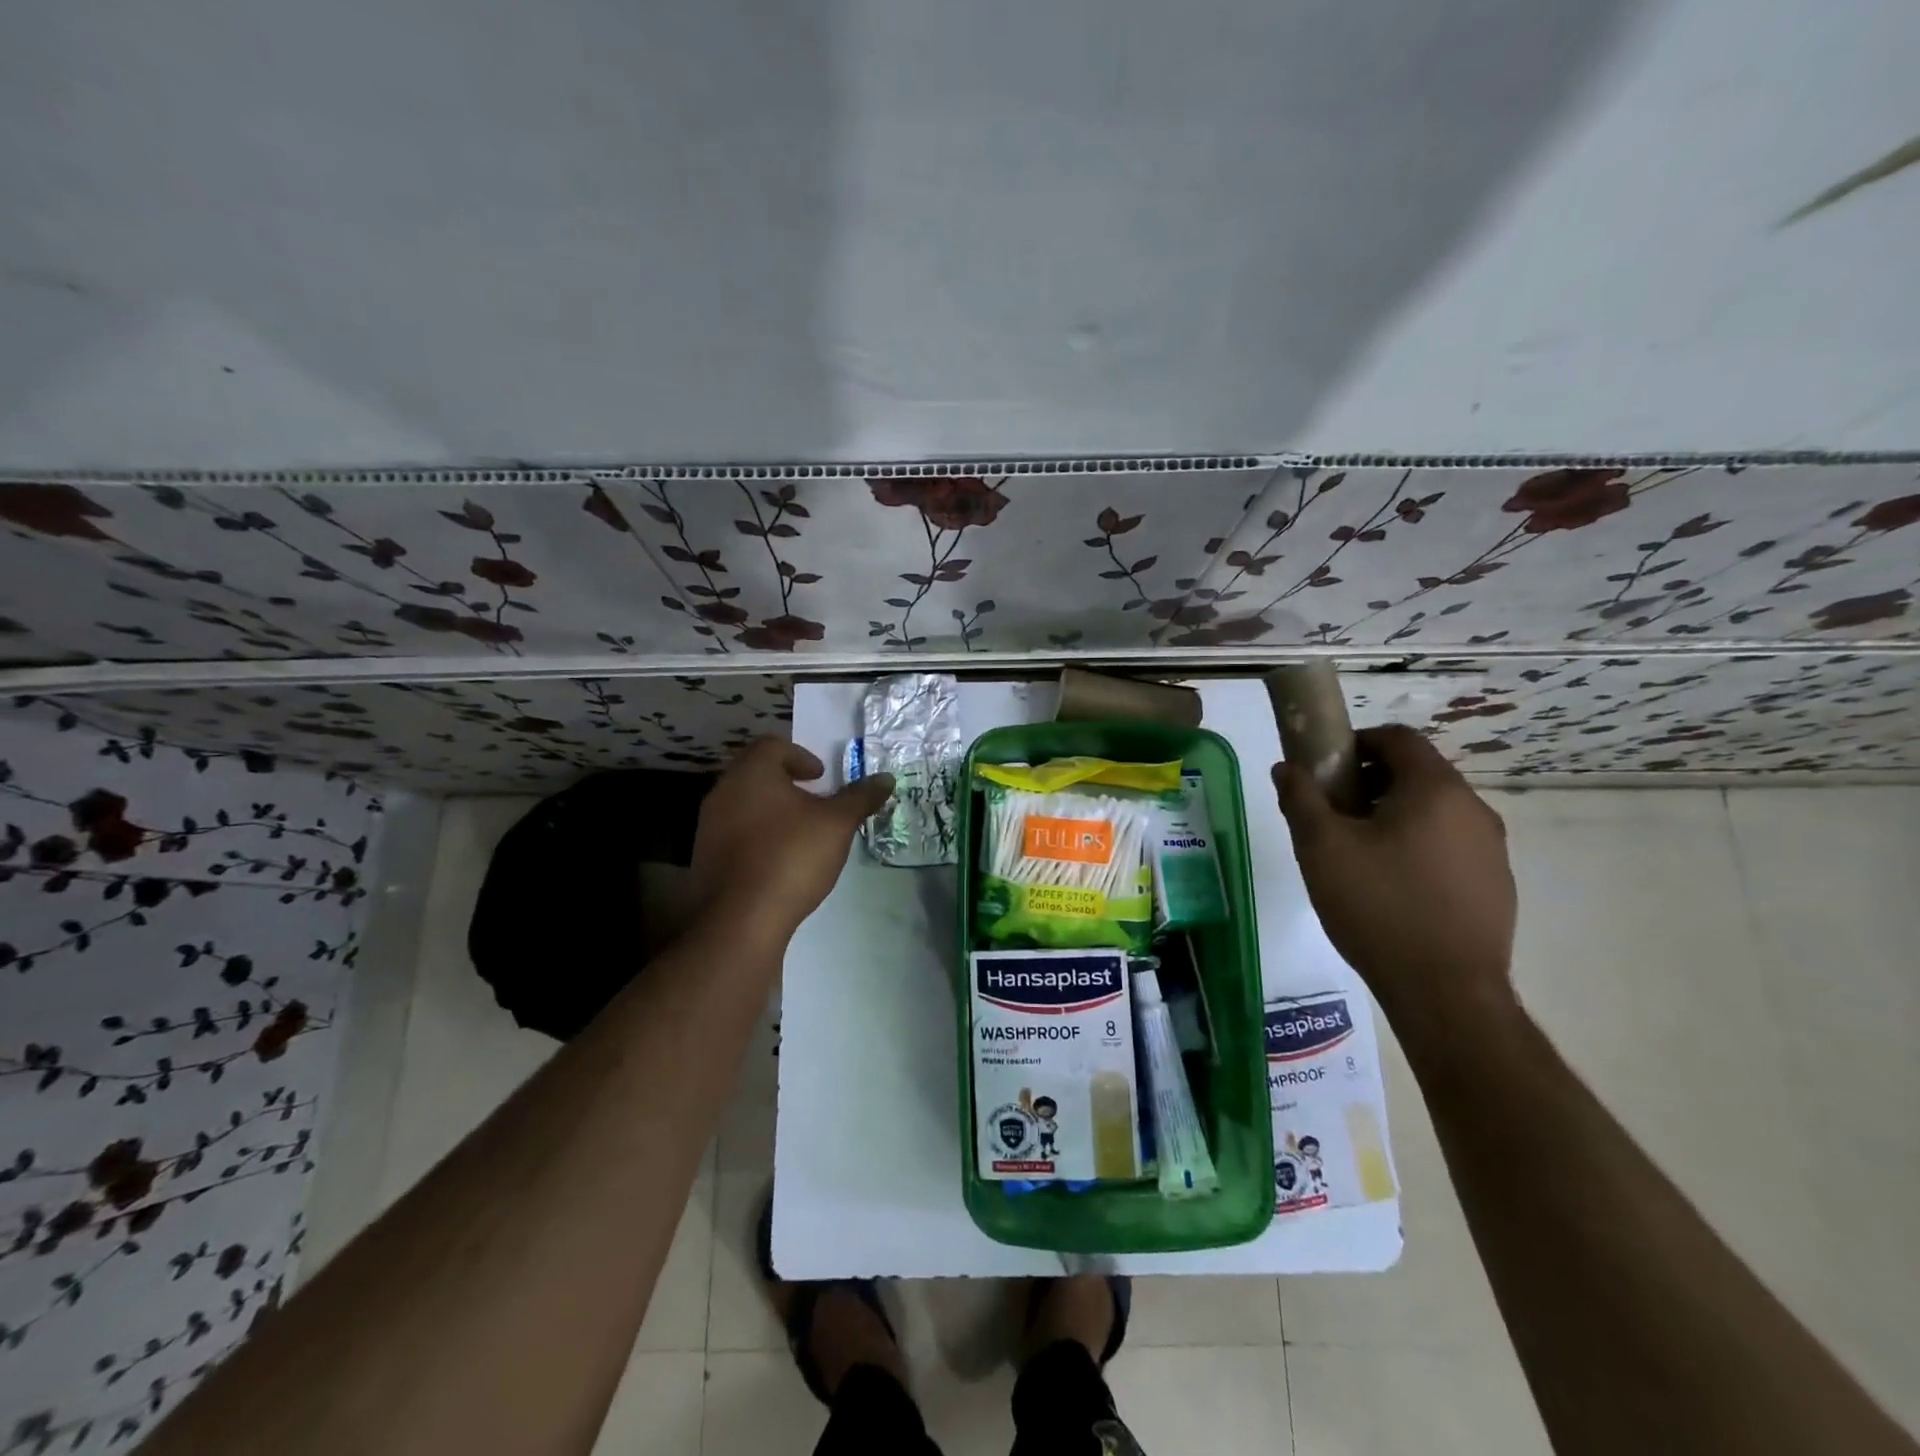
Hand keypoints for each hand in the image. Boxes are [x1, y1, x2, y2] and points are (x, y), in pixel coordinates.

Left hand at [691, 739, 893, 940]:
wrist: (740, 919)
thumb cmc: (791, 856)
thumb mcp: (837, 824)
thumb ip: (860, 797)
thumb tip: (886, 778)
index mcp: (752, 772)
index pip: (773, 745)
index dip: (801, 756)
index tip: (822, 777)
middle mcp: (723, 791)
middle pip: (756, 773)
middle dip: (787, 783)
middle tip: (815, 801)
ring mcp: (708, 825)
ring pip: (744, 804)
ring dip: (772, 810)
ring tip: (800, 832)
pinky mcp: (704, 857)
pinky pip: (735, 833)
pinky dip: (757, 836)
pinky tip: (779, 860)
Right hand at [1274, 725, 1516, 1024]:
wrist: (1445, 992)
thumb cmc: (1377, 907)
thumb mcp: (1321, 848)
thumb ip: (1300, 799)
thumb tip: (1286, 768)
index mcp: (1435, 790)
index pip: (1399, 738)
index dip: (1358, 742)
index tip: (1326, 767)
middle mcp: (1474, 809)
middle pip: (1418, 773)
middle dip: (1371, 781)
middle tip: (1334, 812)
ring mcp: (1492, 849)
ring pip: (1436, 810)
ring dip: (1395, 813)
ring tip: (1359, 851)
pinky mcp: (1496, 884)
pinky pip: (1452, 845)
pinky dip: (1419, 845)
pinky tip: (1393, 885)